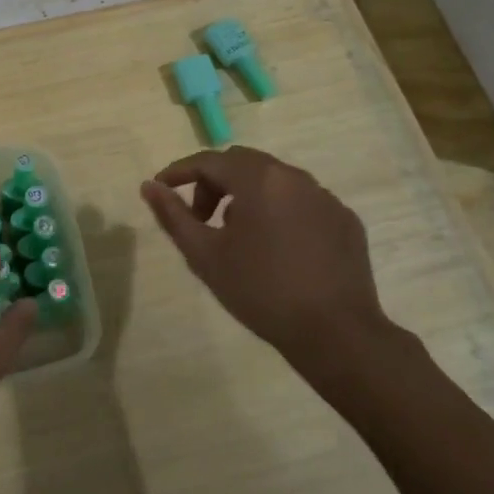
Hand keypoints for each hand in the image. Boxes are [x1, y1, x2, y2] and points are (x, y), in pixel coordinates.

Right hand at [140, 146, 405, 382]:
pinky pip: (302, 201)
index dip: (179, 171)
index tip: (160, 189)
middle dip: (214, 183)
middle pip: (242, 163)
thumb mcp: (204, 255)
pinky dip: (279, 211)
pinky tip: (277, 248)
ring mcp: (325, 197)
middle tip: (201, 218)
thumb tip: (149, 186)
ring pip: (274, 180)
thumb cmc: (260, 291)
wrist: (335, 333)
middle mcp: (294, 177)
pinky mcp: (344, 219)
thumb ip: (173, 215)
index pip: (208, 160)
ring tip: (238, 236)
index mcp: (258, 179)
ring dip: (247, 195)